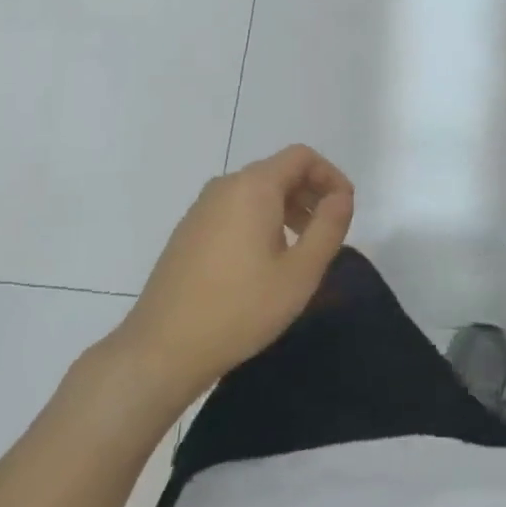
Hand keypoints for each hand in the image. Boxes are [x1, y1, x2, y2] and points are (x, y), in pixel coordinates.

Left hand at [109, 145, 354, 408]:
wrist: (161, 349)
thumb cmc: (239, 309)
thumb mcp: (300, 273)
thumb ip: (329, 227)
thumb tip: (342, 196)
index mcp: (254, 187)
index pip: (301, 157)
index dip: (330, 175)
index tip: (345, 209)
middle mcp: (226, 186)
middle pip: (278, 171)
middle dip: (310, 193)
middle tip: (326, 232)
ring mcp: (201, 208)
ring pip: (256, 192)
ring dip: (287, 209)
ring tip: (300, 250)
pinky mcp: (188, 231)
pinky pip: (235, 209)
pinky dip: (260, 221)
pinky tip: (263, 263)